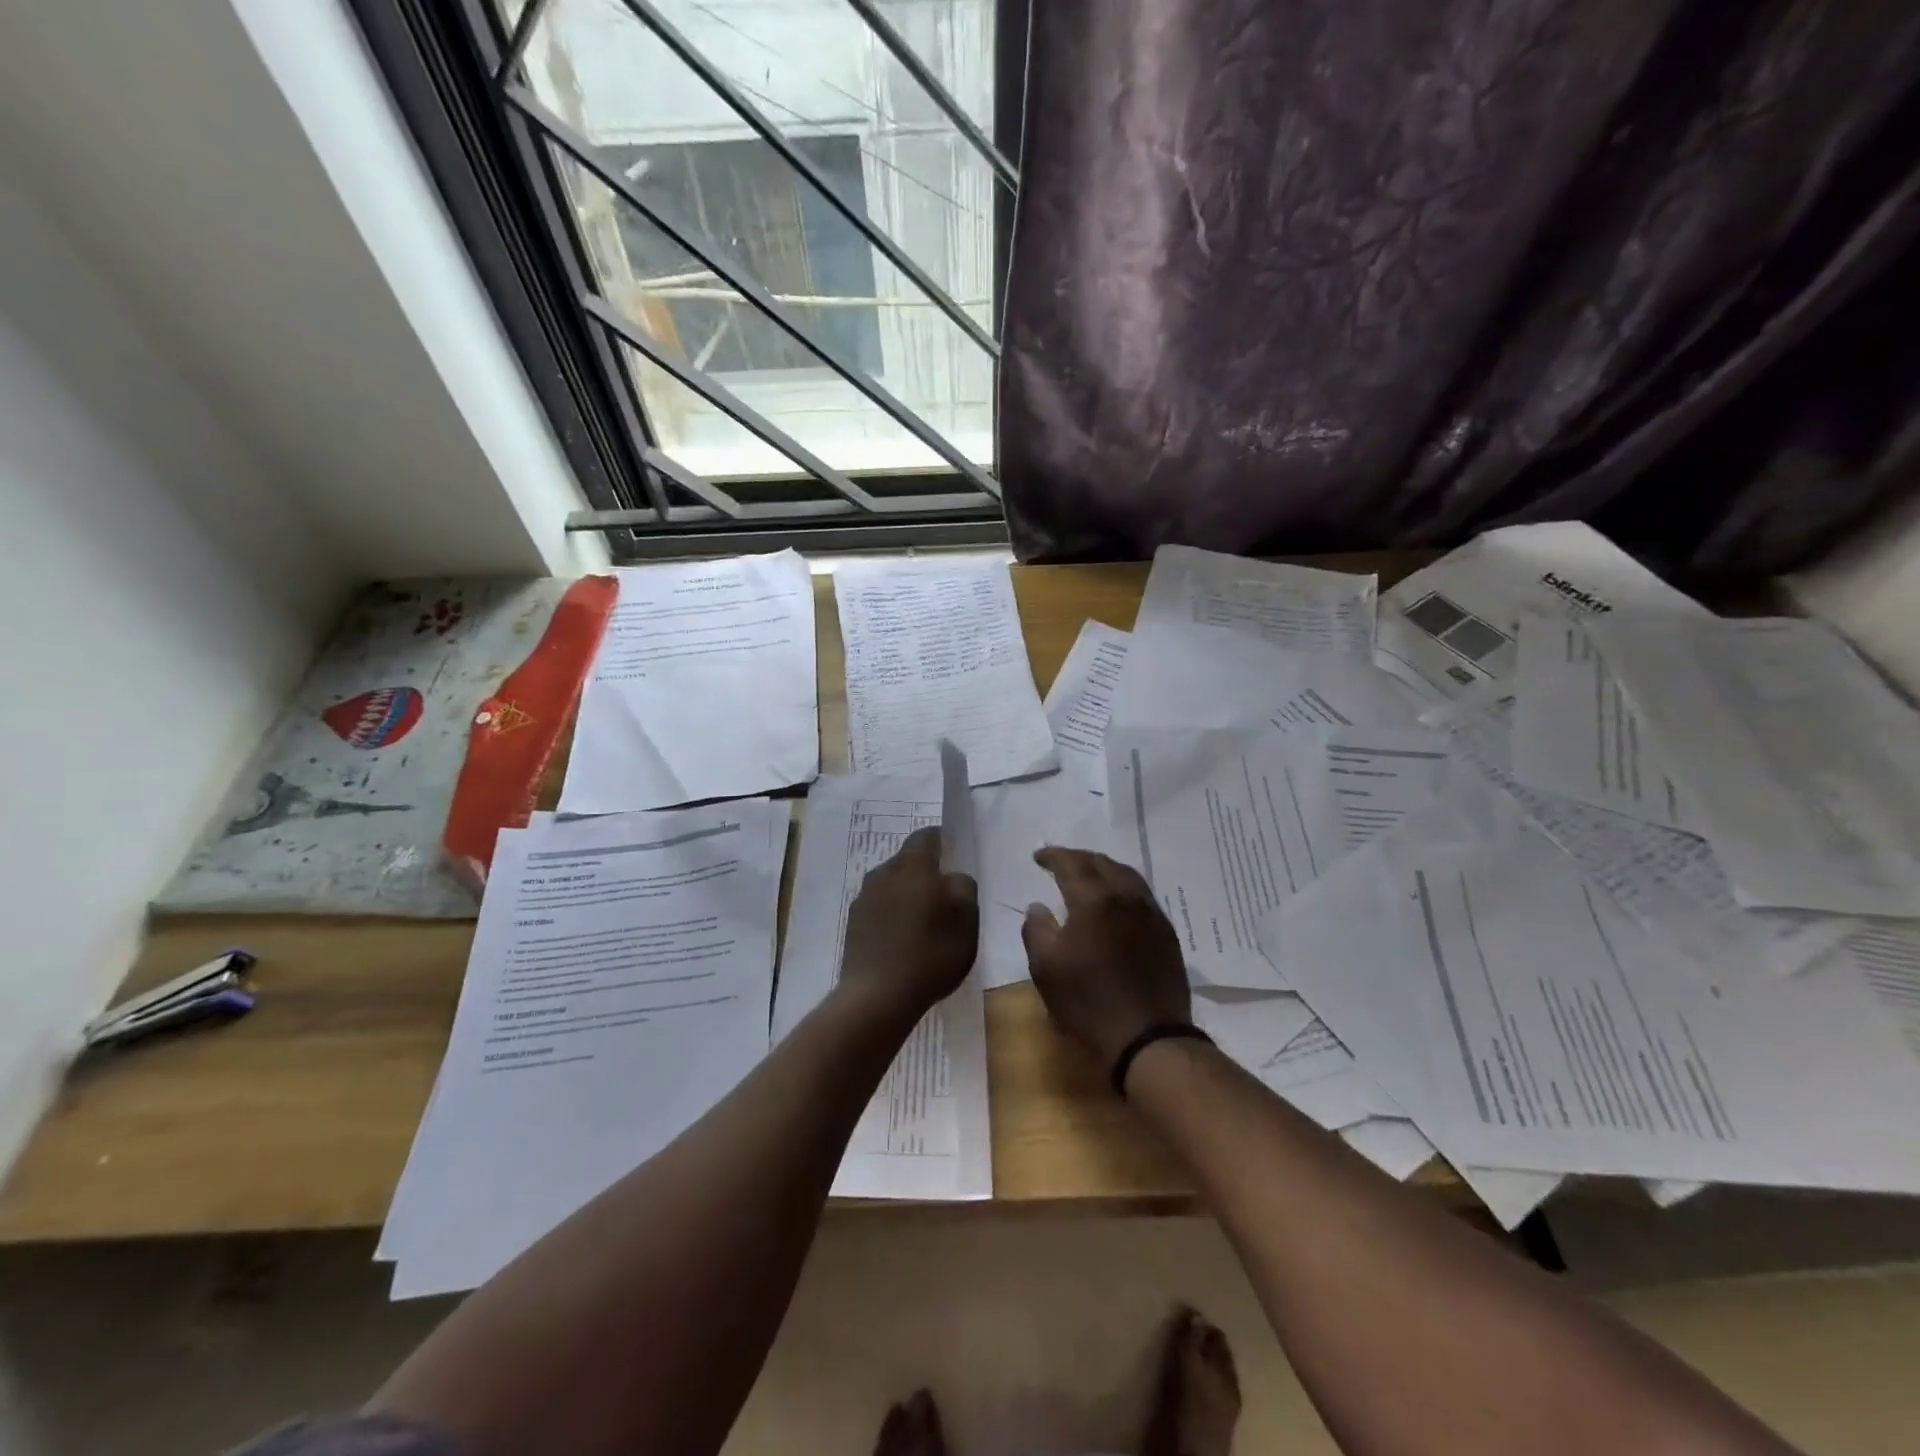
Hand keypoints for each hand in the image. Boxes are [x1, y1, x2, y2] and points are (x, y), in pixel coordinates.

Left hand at [838, 826, 978, 1026]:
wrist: (877, 996)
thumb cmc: (930, 953)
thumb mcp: (967, 920)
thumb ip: (964, 887)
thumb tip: (952, 877)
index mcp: (913, 865)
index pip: (927, 836)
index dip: (943, 841)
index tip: (955, 856)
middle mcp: (884, 873)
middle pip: (907, 860)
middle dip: (925, 872)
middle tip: (944, 895)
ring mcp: (864, 898)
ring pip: (891, 884)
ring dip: (907, 894)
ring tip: (923, 921)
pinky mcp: (853, 924)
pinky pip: (879, 908)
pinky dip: (892, 915)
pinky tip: (902, 940)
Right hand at [1023, 848, 1190, 1068]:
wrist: (1148, 1036)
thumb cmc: (1088, 1001)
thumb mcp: (1046, 968)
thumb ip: (1036, 929)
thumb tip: (1038, 906)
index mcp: (1094, 899)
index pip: (1071, 864)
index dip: (1053, 856)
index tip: (1038, 857)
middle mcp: (1126, 896)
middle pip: (1102, 863)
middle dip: (1078, 858)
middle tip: (1061, 862)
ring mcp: (1151, 913)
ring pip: (1127, 875)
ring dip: (1103, 868)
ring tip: (1088, 875)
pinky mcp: (1166, 933)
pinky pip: (1142, 895)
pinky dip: (1122, 887)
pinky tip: (1115, 902)